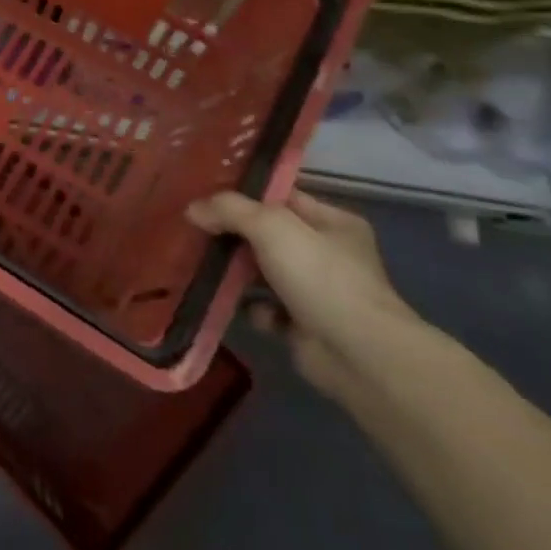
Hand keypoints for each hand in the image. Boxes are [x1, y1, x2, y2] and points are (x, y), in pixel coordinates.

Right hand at [187, 189, 415, 396]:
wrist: (357, 354)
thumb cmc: (320, 276)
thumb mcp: (272, 226)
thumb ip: (230, 210)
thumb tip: (193, 209)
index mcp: (333, 222)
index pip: (282, 198)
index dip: (245, 195)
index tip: (205, 196)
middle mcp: (328, 254)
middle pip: (269, 235)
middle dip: (234, 235)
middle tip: (195, 231)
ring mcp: (317, 292)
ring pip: (264, 272)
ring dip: (235, 273)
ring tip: (201, 266)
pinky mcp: (304, 326)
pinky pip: (265, 308)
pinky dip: (250, 307)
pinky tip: (234, 305)